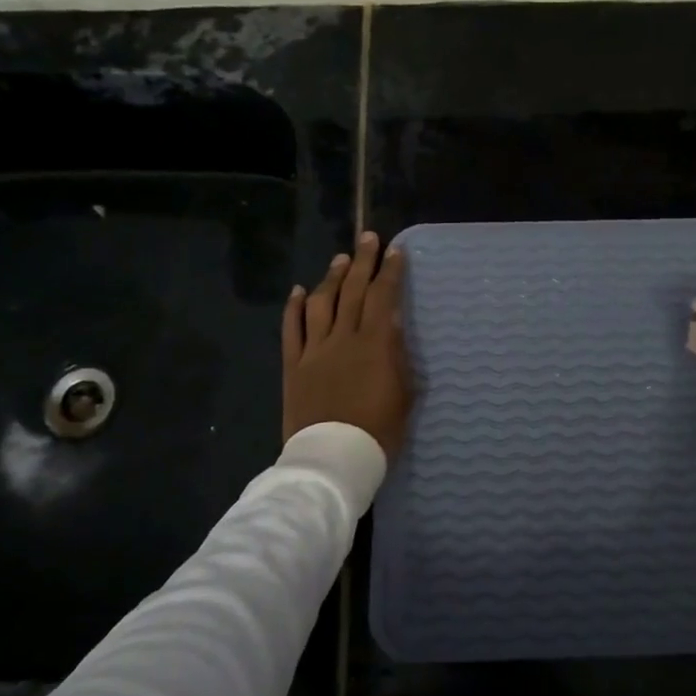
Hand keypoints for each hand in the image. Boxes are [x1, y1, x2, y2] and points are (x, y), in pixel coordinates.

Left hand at [282, 233, 412, 456]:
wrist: (333, 458)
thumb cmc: (378, 431)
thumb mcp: (403, 393)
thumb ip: (397, 356)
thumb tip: (393, 326)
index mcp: (374, 344)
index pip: (383, 297)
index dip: (390, 272)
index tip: (395, 251)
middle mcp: (343, 338)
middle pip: (352, 290)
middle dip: (362, 261)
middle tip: (368, 238)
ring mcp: (314, 350)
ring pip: (321, 303)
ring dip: (331, 277)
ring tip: (340, 259)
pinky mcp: (294, 365)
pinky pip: (291, 329)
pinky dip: (294, 307)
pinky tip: (298, 291)